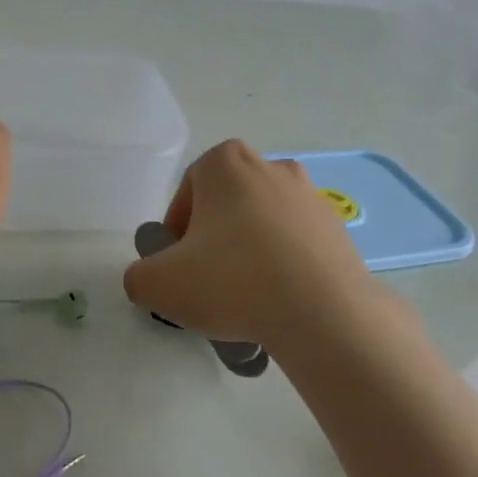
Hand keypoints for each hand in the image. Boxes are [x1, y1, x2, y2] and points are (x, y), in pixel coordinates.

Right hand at [123, 140, 378, 343]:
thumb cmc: (234, 281)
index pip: (187, 191)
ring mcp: (309, 195)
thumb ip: (139, 276)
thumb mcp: (160, 284)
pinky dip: (283, 263)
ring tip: (246, 296)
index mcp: (225, 162)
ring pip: (262, 222)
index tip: (178, 266)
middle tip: (208, 280)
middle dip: (213, 237)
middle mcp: (270, 165)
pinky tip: (279, 300)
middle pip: (226, 203)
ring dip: (249, 250)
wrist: (325, 314)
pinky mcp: (338, 227)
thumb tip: (150, 278)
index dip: (177, 230)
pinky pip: (296, 242)